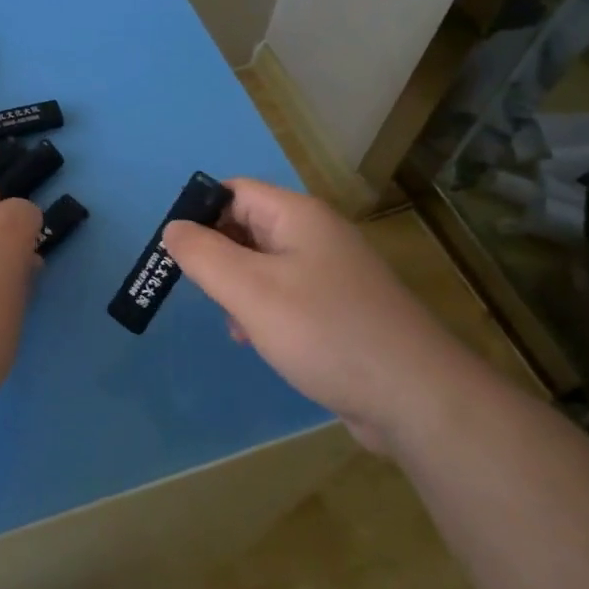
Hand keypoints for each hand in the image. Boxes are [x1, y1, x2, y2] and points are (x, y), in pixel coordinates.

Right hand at [161, 178, 471, 452]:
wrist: (415, 397)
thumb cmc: (324, 331)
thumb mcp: (250, 290)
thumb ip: (203, 255)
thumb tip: (173, 228)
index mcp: (297, 216)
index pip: (234, 191)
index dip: (200, 213)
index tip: (177, 253)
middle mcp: (316, 235)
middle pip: (247, 226)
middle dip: (217, 256)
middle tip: (202, 292)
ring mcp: (332, 273)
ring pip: (263, 265)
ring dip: (237, 289)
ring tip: (234, 324)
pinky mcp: (339, 309)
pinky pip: (286, 295)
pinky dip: (263, 311)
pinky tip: (257, 341)